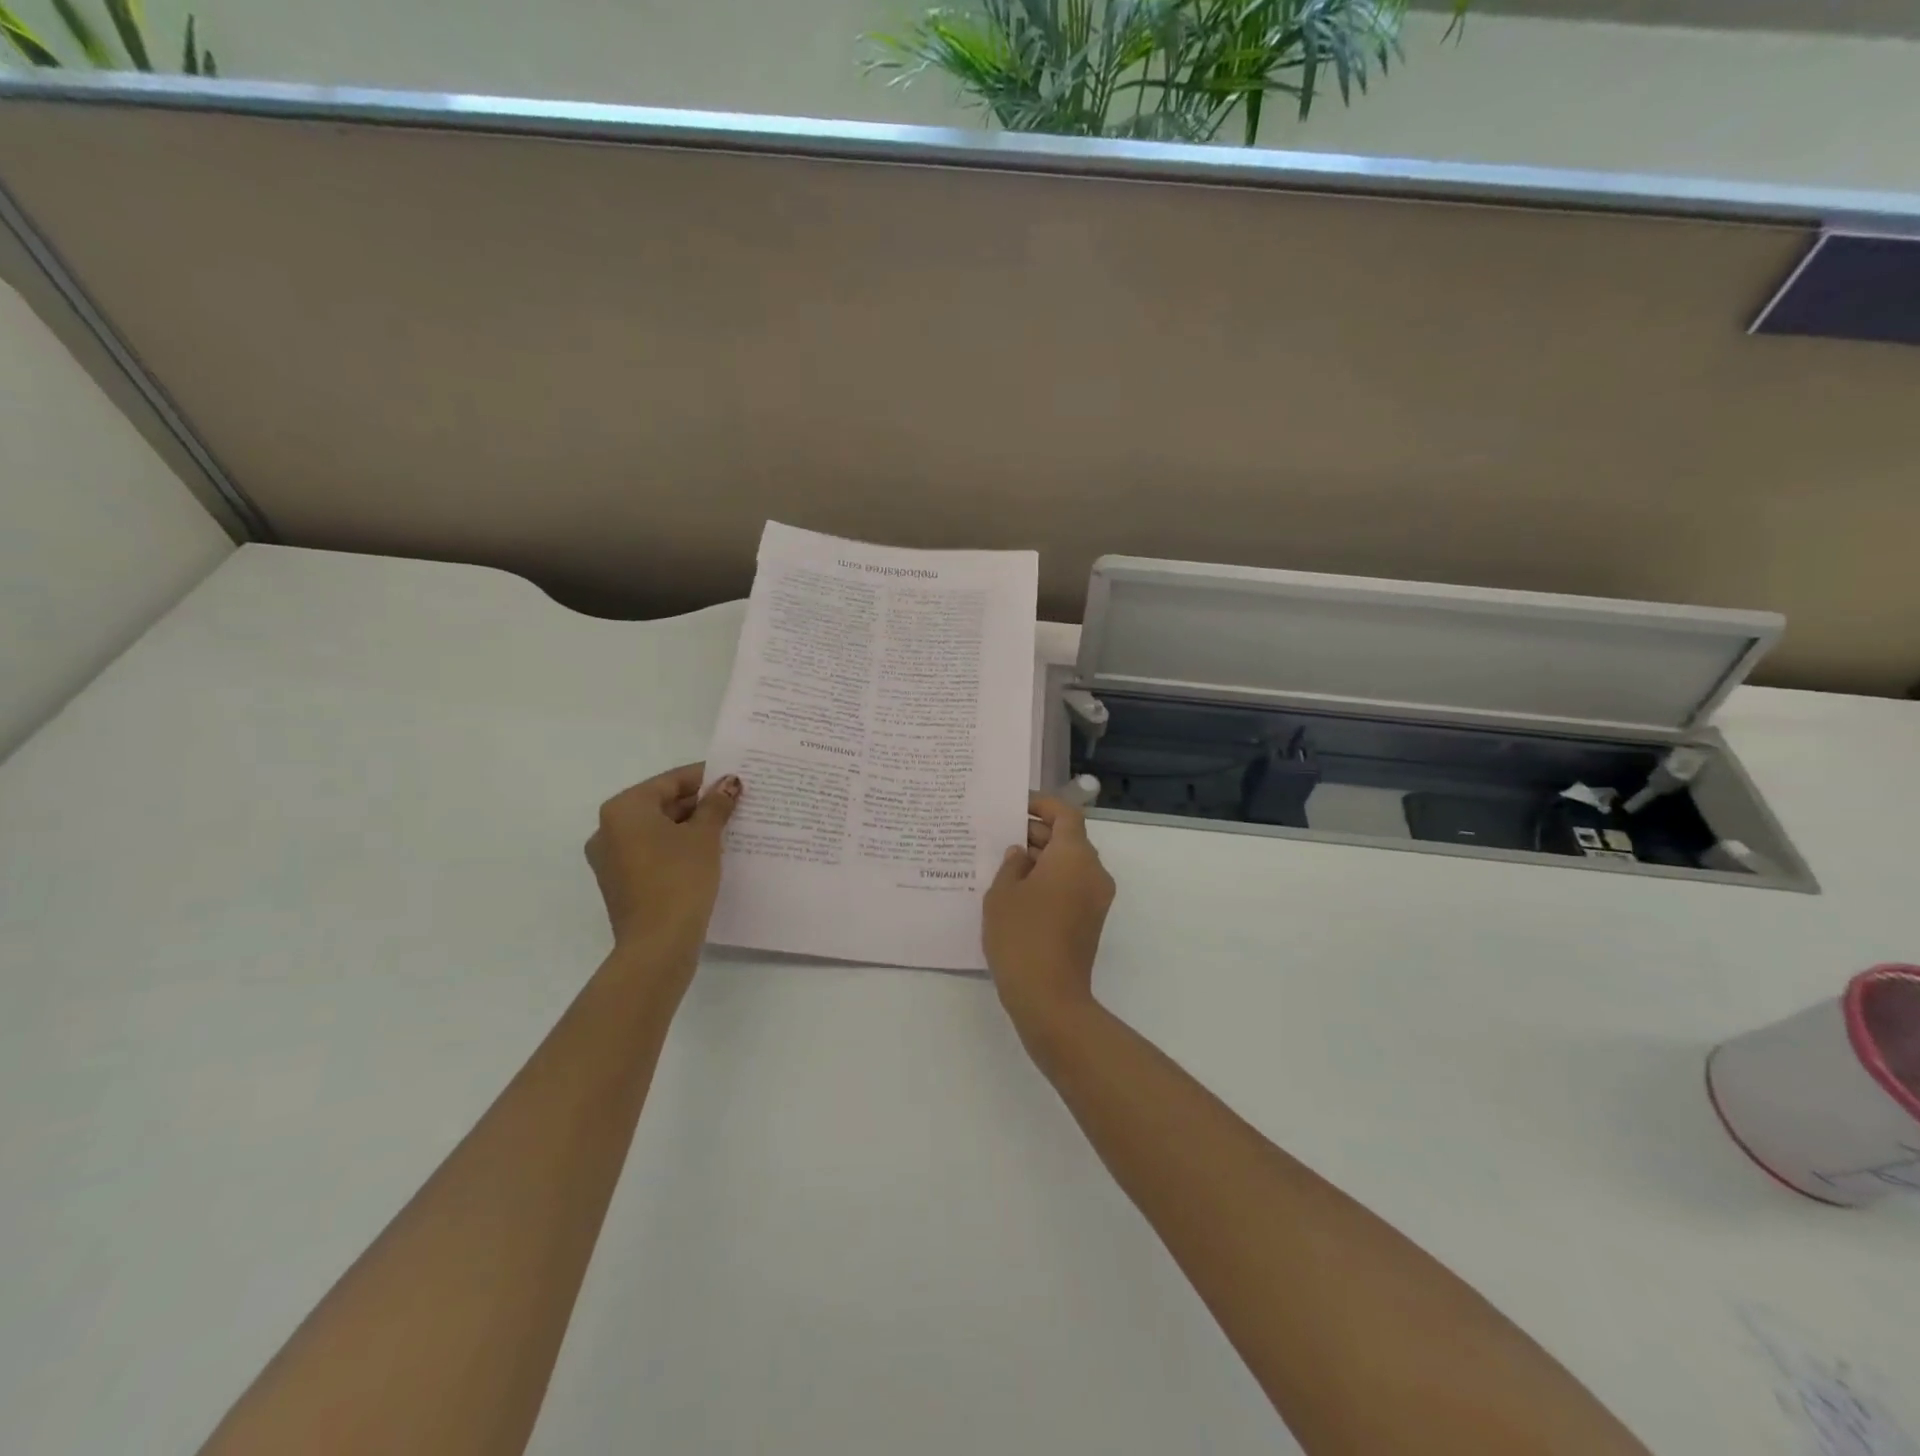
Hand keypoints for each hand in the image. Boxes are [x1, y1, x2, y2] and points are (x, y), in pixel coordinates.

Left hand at [585, 764, 741, 958]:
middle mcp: (608, 829)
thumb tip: (728, 783)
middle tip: (735, 804)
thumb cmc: (679, 878)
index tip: (733, 778)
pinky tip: (707, 853)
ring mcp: (611, 859)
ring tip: (727, 827)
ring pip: (657, 830)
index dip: (704, 777)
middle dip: (698, 804)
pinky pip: (652, 853)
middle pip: (661, 804)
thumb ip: (716, 805)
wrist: (658, 943)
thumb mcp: (704, 836)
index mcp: (624, 809)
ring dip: (690, 827)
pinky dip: (677, 848)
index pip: (670, 781)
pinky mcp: (621, 883)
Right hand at [983, 794, 1115, 1038]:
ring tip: (1006, 862)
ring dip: (1044, 857)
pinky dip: (1051, 879)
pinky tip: (1019, 890)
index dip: (1043, 805)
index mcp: (1074, 856)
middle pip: (1070, 839)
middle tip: (1003, 834)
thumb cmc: (1021, 936)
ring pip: (1071, 863)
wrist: (1050, 997)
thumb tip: (1022, 854)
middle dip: (1039, 832)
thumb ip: (1011, 865)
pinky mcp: (1092, 920)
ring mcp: (1097, 898)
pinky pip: (1073, 885)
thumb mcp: (1002, 893)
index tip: (1017, 806)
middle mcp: (1093, 871)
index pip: (1066, 815)